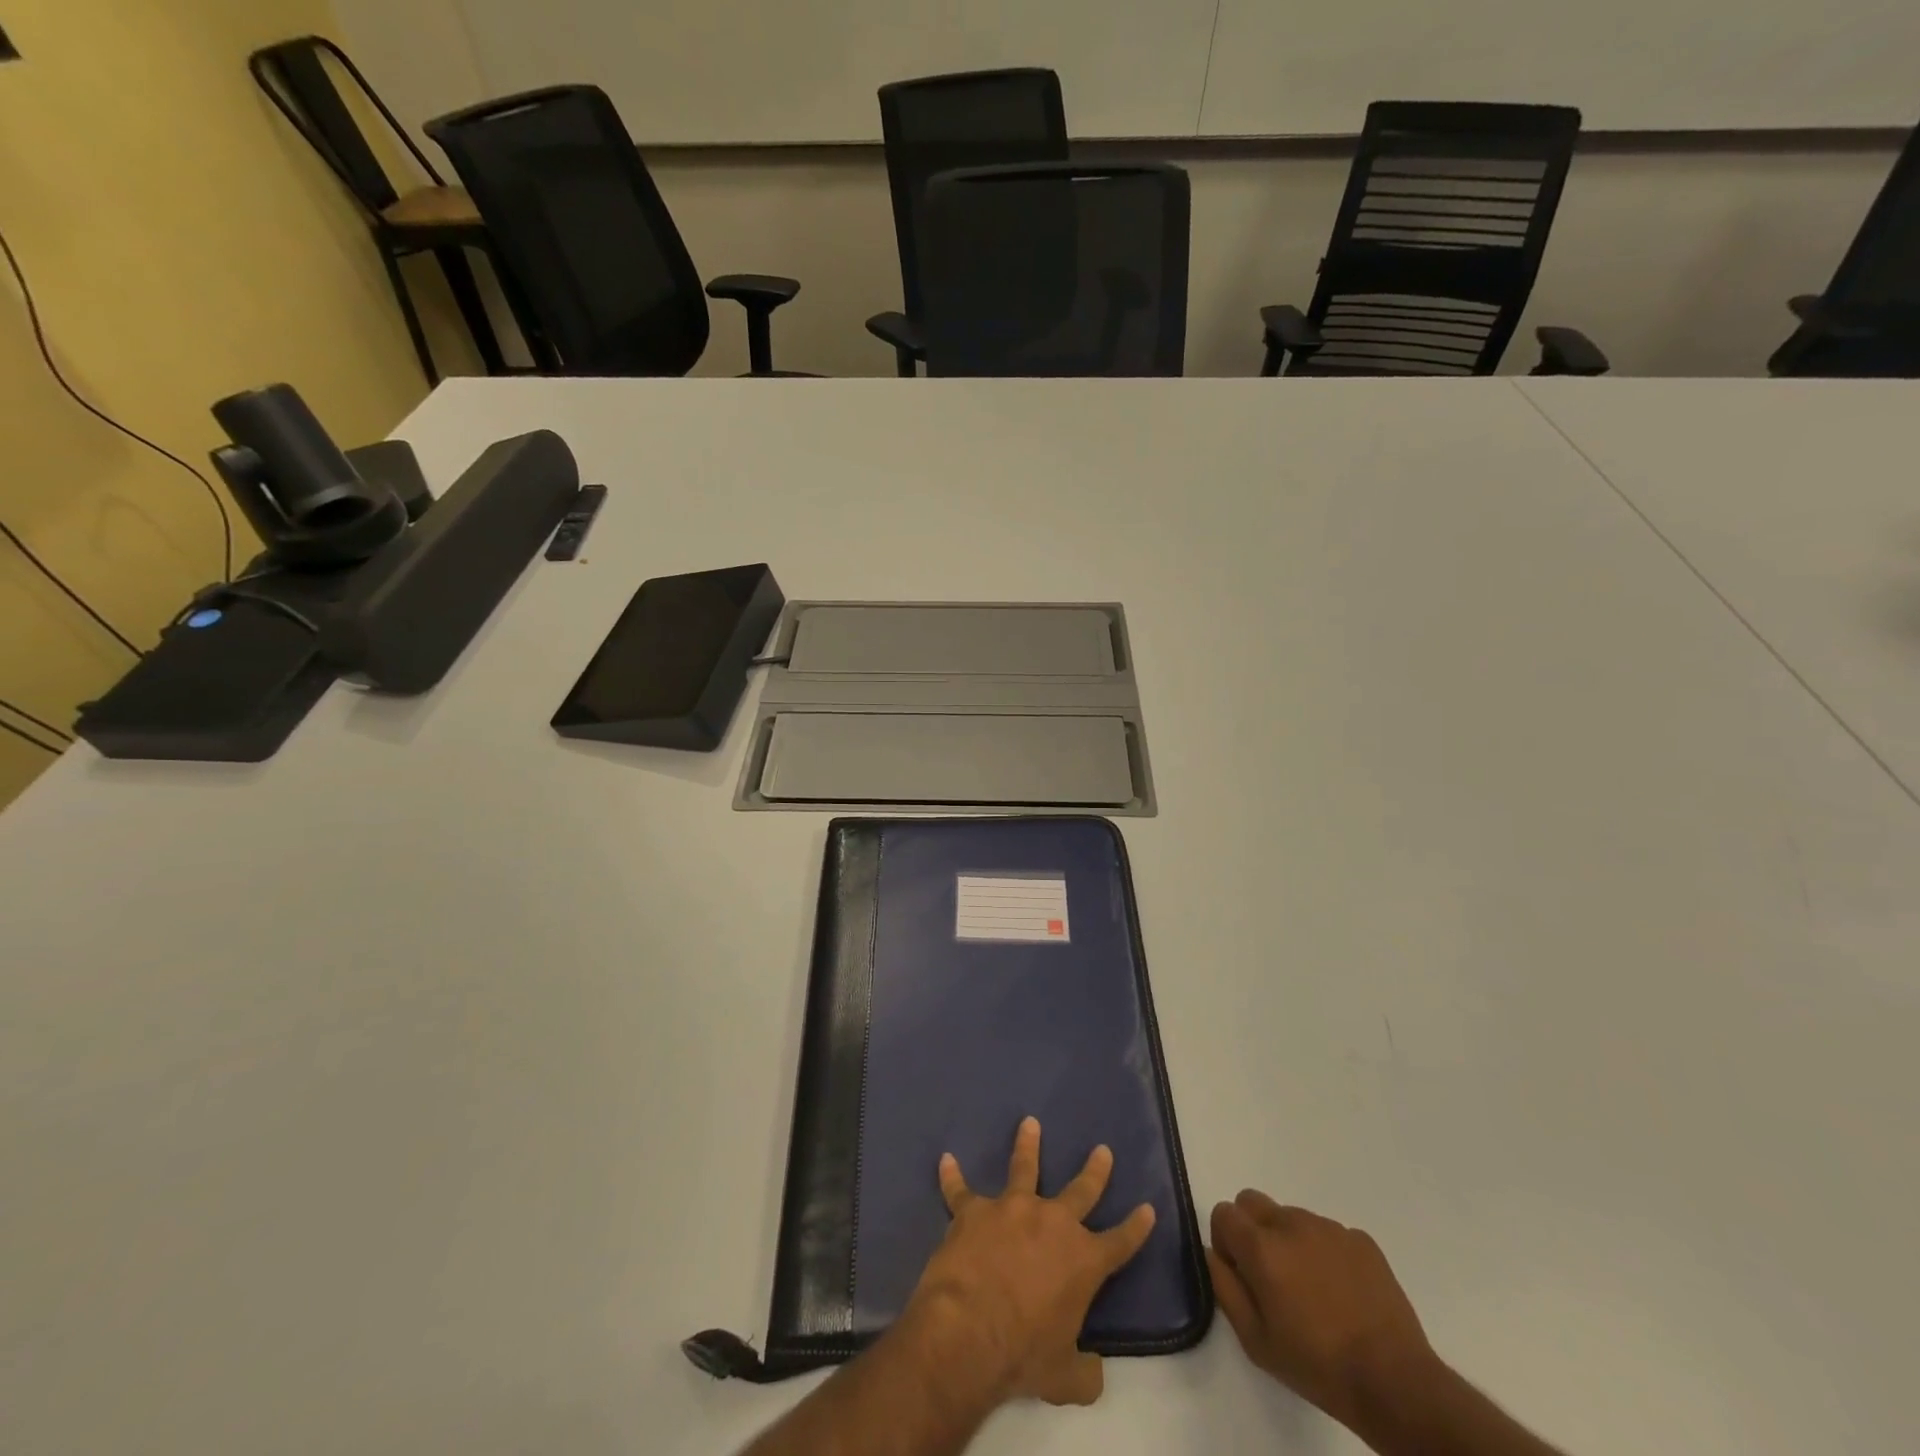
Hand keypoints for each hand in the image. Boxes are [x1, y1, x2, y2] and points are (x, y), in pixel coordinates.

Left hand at [906, 1116, 1157, 1407]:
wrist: (970, 1331)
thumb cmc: (1023, 1355)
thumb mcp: (1065, 1377)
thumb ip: (1085, 1372)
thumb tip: (1095, 1372)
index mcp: (1083, 1261)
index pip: (1120, 1242)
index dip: (1136, 1227)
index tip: (1148, 1208)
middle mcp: (1053, 1222)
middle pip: (1081, 1190)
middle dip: (1094, 1170)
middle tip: (1102, 1150)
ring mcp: (1012, 1208)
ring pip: (1024, 1167)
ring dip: (1027, 1144)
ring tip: (1029, 1123)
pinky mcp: (974, 1209)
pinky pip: (960, 1189)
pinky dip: (952, 1176)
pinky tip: (946, 1161)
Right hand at [1207, 1192, 1435, 1429]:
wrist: (1395, 1382)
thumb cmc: (1318, 1366)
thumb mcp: (1255, 1340)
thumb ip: (1223, 1287)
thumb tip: (1212, 1253)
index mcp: (1261, 1246)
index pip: (1223, 1212)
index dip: (1225, 1241)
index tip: (1241, 1274)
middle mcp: (1291, 1223)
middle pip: (1252, 1202)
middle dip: (1251, 1229)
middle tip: (1270, 1275)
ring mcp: (1329, 1228)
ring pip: (1291, 1217)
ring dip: (1290, 1241)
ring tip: (1312, 1289)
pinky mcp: (1361, 1239)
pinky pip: (1328, 1233)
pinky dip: (1325, 1252)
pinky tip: (1342, 1292)